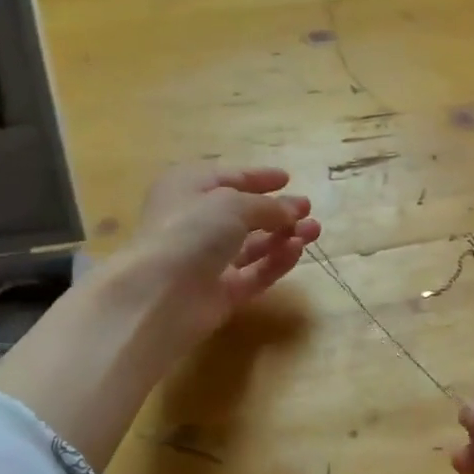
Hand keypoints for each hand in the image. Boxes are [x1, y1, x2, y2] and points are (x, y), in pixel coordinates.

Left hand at [110, 165, 321, 351]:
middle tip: (308, 210)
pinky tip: (297, 250)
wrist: (158, 295)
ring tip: (314, 230)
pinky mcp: (219, 293)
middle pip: (242, 214)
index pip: (227, 178)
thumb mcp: (233, 204)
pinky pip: (254, 273)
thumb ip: (268, 206)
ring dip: (283, 236)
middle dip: (277, 211)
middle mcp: (194, 222)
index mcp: (187, 188)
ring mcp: (206, 261)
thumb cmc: (190, 231)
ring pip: (251, 245)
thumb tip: (294, 209)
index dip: (257, 178)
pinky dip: (275, 262)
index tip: (287, 178)